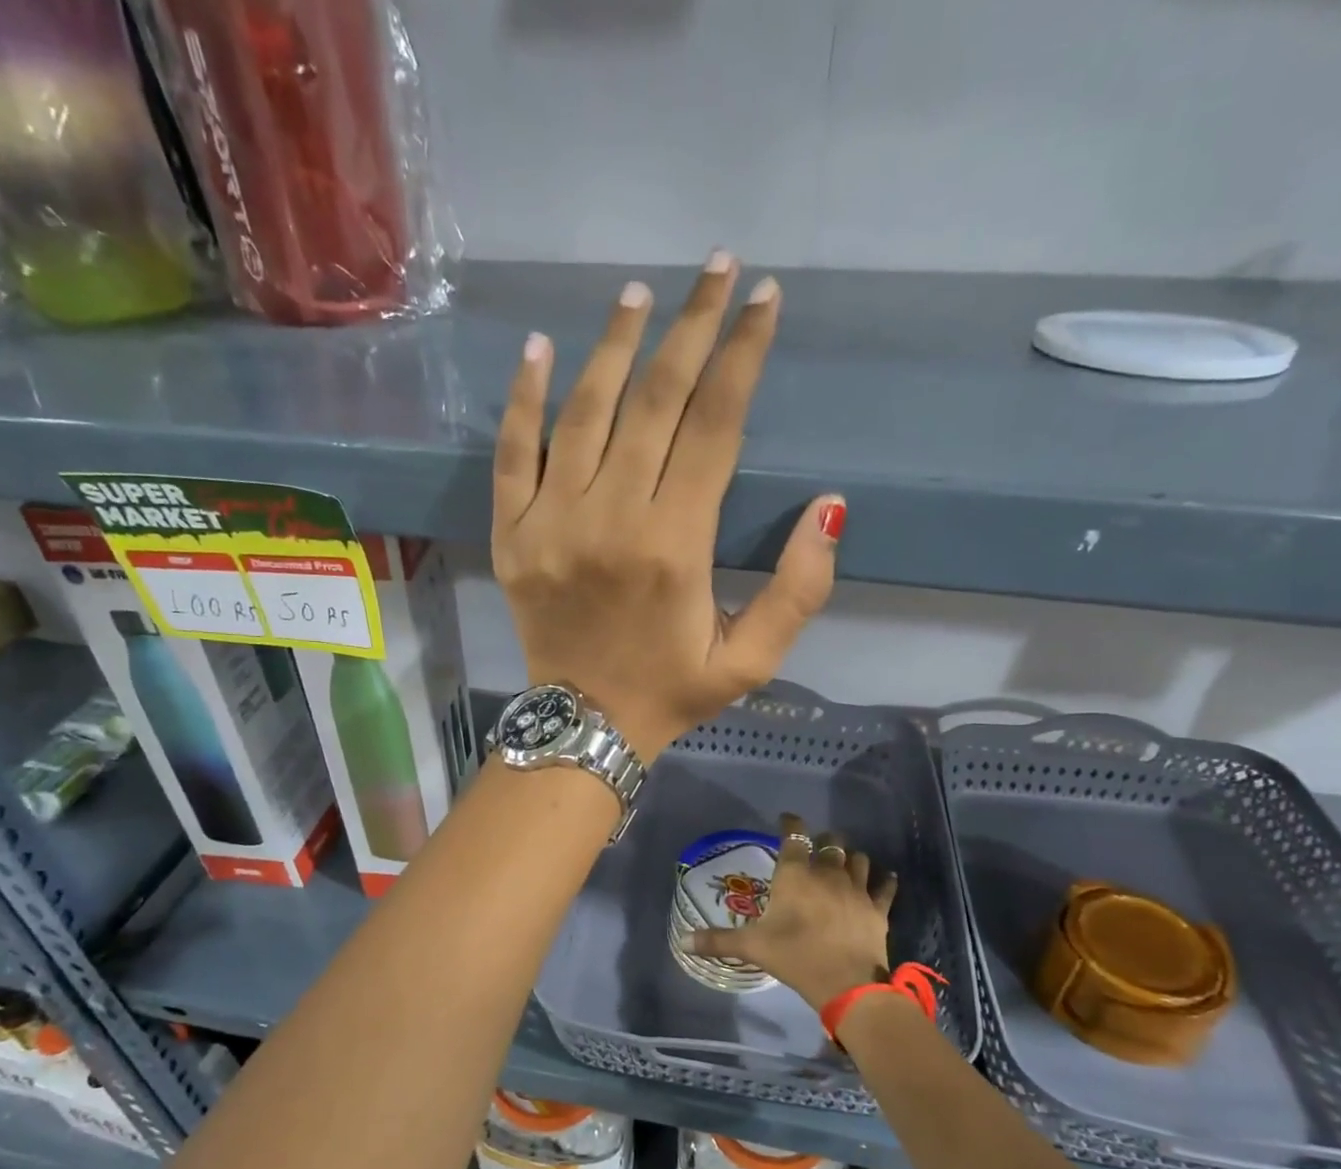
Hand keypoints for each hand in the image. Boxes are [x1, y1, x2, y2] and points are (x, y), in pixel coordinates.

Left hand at [492, 251, 843, 758]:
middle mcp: (611, 519)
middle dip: (692, 328)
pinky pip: (512, 453)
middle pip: (654, 400)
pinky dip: (522, 398)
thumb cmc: (671, 692)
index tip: (764, 300)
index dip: (743, 356)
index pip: (714, 425)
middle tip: (716, 270)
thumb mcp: (751, 661)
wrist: (584, 726)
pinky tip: (538, 348)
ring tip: (640, 292)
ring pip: (584, 411)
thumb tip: (829, 506)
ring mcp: (551, 522)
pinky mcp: (511, 534)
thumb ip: (798, 590)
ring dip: (614, 344)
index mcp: (674, 546)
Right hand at [682, 812, 896, 1009]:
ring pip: (859, 859)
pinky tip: (885, 879)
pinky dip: (884, 881)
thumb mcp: (752, 947)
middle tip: (818, 846)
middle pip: (832, 843)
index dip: (791, 823)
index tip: (787, 819)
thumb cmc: (795, 956)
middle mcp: (828, 873)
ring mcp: (857, 889)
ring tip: (846, 861)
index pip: (795, 836)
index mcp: (796, 875)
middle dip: (825, 840)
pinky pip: (885, 887)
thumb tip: (682, 941)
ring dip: (851, 857)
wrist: (847, 983)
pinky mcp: (878, 908)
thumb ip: (717, 940)